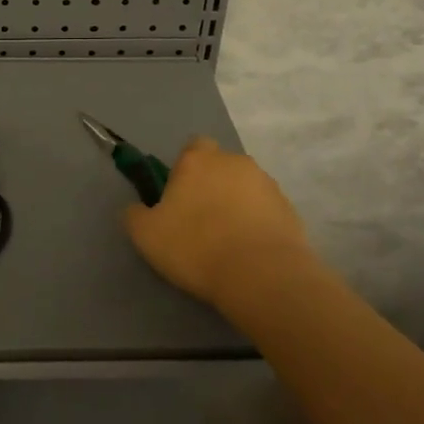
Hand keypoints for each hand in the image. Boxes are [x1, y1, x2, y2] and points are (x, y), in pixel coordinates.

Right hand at [124, 137, 314, 308]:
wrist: (261, 276)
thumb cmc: (196, 247)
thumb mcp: (145, 235)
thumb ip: (135, 214)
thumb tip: (137, 208)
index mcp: (198, 159)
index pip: (192, 147)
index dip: (185, 170)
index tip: (179, 198)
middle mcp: (234, 161)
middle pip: (219, 167)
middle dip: (212, 187)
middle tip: (200, 222)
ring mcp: (266, 183)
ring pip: (244, 188)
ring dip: (236, 205)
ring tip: (228, 242)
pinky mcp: (289, 209)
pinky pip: (266, 210)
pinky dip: (257, 224)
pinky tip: (250, 251)